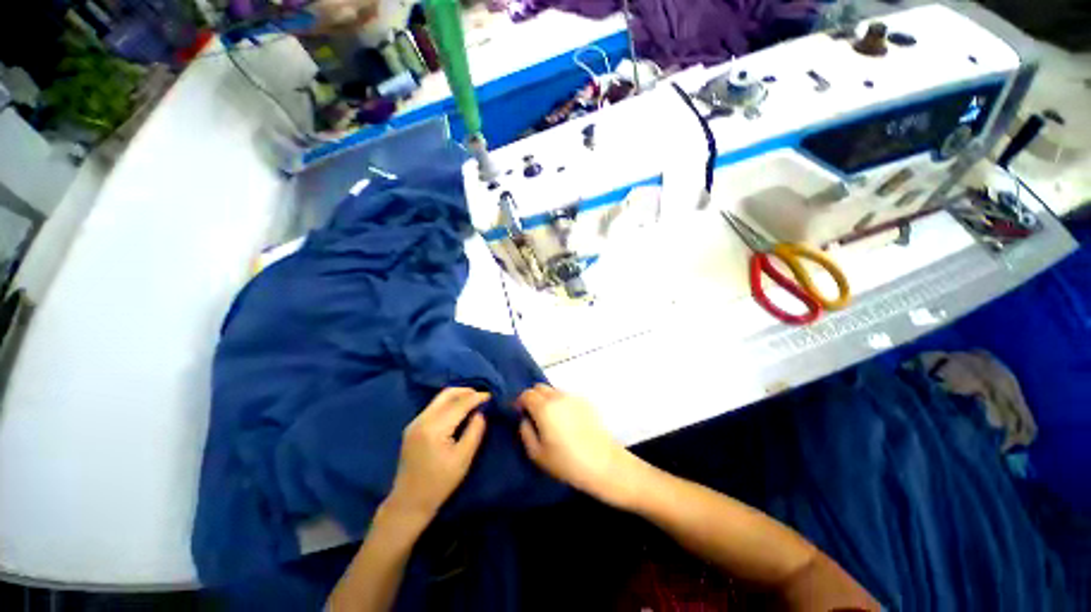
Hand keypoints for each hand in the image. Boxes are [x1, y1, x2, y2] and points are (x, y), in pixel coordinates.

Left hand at [386, 388, 488, 521]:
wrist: (409, 502)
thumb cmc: (440, 483)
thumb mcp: (463, 458)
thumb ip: (475, 431)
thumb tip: (482, 411)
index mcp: (435, 428)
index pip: (460, 404)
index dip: (477, 397)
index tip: (491, 396)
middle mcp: (422, 419)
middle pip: (447, 394)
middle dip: (467, 391)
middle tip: (482, 396)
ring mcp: (415, 422)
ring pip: (439, 398)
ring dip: (458, 396)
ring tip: (474, 401)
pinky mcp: (413, 426)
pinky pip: (434, 406)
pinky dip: (449, 403)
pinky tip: (459, 410)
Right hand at [517, 385, 637, 506]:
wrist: (602, 463)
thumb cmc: (566, 462)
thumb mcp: (537, 454)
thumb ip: (525, 432)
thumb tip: (525, 419)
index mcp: (544, 407)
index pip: (526, 394)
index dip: (520, 402)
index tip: (519, 413)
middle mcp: (558, 397)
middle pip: (540, 387)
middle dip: (533, 397)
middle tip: (533, 415)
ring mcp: (574, 397)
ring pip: (554, 390)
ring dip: (547, 399)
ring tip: (550, 418)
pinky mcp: (586, 402)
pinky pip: (567, 396)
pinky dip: (561, 403)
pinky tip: (566, 420)